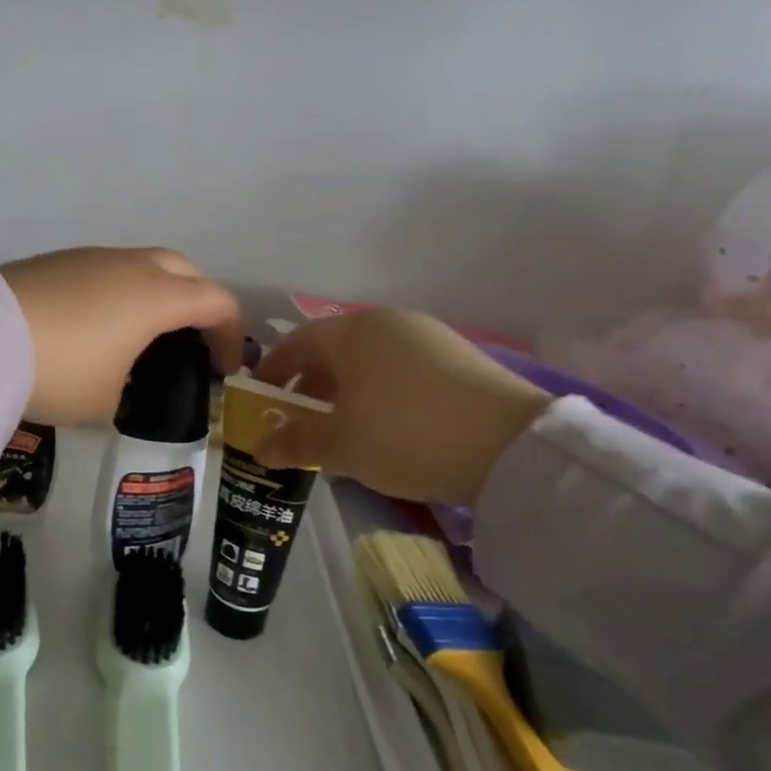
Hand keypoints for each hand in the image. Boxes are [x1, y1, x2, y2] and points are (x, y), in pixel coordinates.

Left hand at [0, 247, 243, 425]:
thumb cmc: (60, 372)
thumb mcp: (104, 400)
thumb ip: (127, 386)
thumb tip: (118, 376)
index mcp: (157, 297)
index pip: (216, 302)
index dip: (231, 334)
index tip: (226, 367)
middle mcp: (131, 266)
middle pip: (185, 270)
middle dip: (198, 301)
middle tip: (190, 338)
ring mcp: (92, 257)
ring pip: (142, 264)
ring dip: (155, 292)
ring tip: (139, 333)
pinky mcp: (57, 259)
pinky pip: (106, 269)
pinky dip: (117, 291)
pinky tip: (95, 323)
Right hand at [252, 309, 551, 506]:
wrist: (511, 447)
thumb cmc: (405, 436)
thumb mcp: (341, 446)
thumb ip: (296, 443)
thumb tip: (259, 448)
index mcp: (350, 333)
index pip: (295, 343)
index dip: (272, 371)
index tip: (259, 398)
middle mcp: (386, 322)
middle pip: (333, 349)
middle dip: (310, 384)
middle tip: (298, 418)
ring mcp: (427, 335)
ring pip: (369, 359)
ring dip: (346, 389)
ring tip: (343, 426)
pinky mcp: (459, 355)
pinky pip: (401, 368)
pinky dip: (381, 390)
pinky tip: (387, 424)